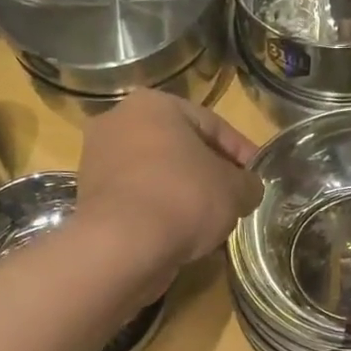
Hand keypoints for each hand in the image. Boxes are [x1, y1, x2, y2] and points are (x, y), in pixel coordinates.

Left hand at [74, 90, 262, 277]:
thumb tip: (249, 189)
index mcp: (153, 105)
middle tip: (234, 198)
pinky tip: (182, 236)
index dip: (242, 151)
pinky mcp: (91, 200)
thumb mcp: (234, 190)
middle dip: (209, 173)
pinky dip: (161, 213)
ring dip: (185, 195)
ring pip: (157, 176)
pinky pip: (139, 200)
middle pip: (179, 148)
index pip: (211, 124)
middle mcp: (118, 123)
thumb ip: (248, 184)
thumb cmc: (183, 198)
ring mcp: (99, 162)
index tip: (258, 176)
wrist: (123, 245)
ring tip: (211, 222)